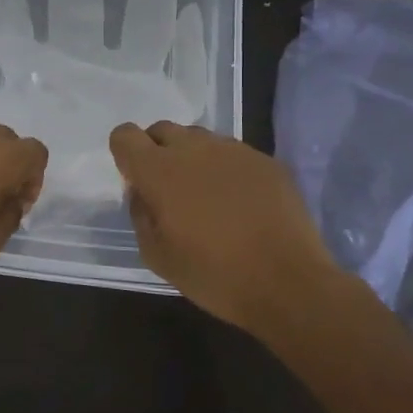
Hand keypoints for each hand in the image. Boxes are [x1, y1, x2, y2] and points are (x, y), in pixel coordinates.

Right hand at [109, 121, 332, 328]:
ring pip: (199, 139)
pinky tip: (241, 203)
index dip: (124, 153)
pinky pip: (233, 153)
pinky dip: (227, 170)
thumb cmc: (214, 274)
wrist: (287, 282)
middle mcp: (193, 148)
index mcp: (159, 170)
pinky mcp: (264, 159)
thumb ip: (141, 215)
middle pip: (162, 130)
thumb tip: (142, 192)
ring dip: (193, 158)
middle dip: (158, 151)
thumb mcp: (158, 256)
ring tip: (208, 196)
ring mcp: (232, 150)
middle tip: (170, 190)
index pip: (125, 136)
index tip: (136, 179)